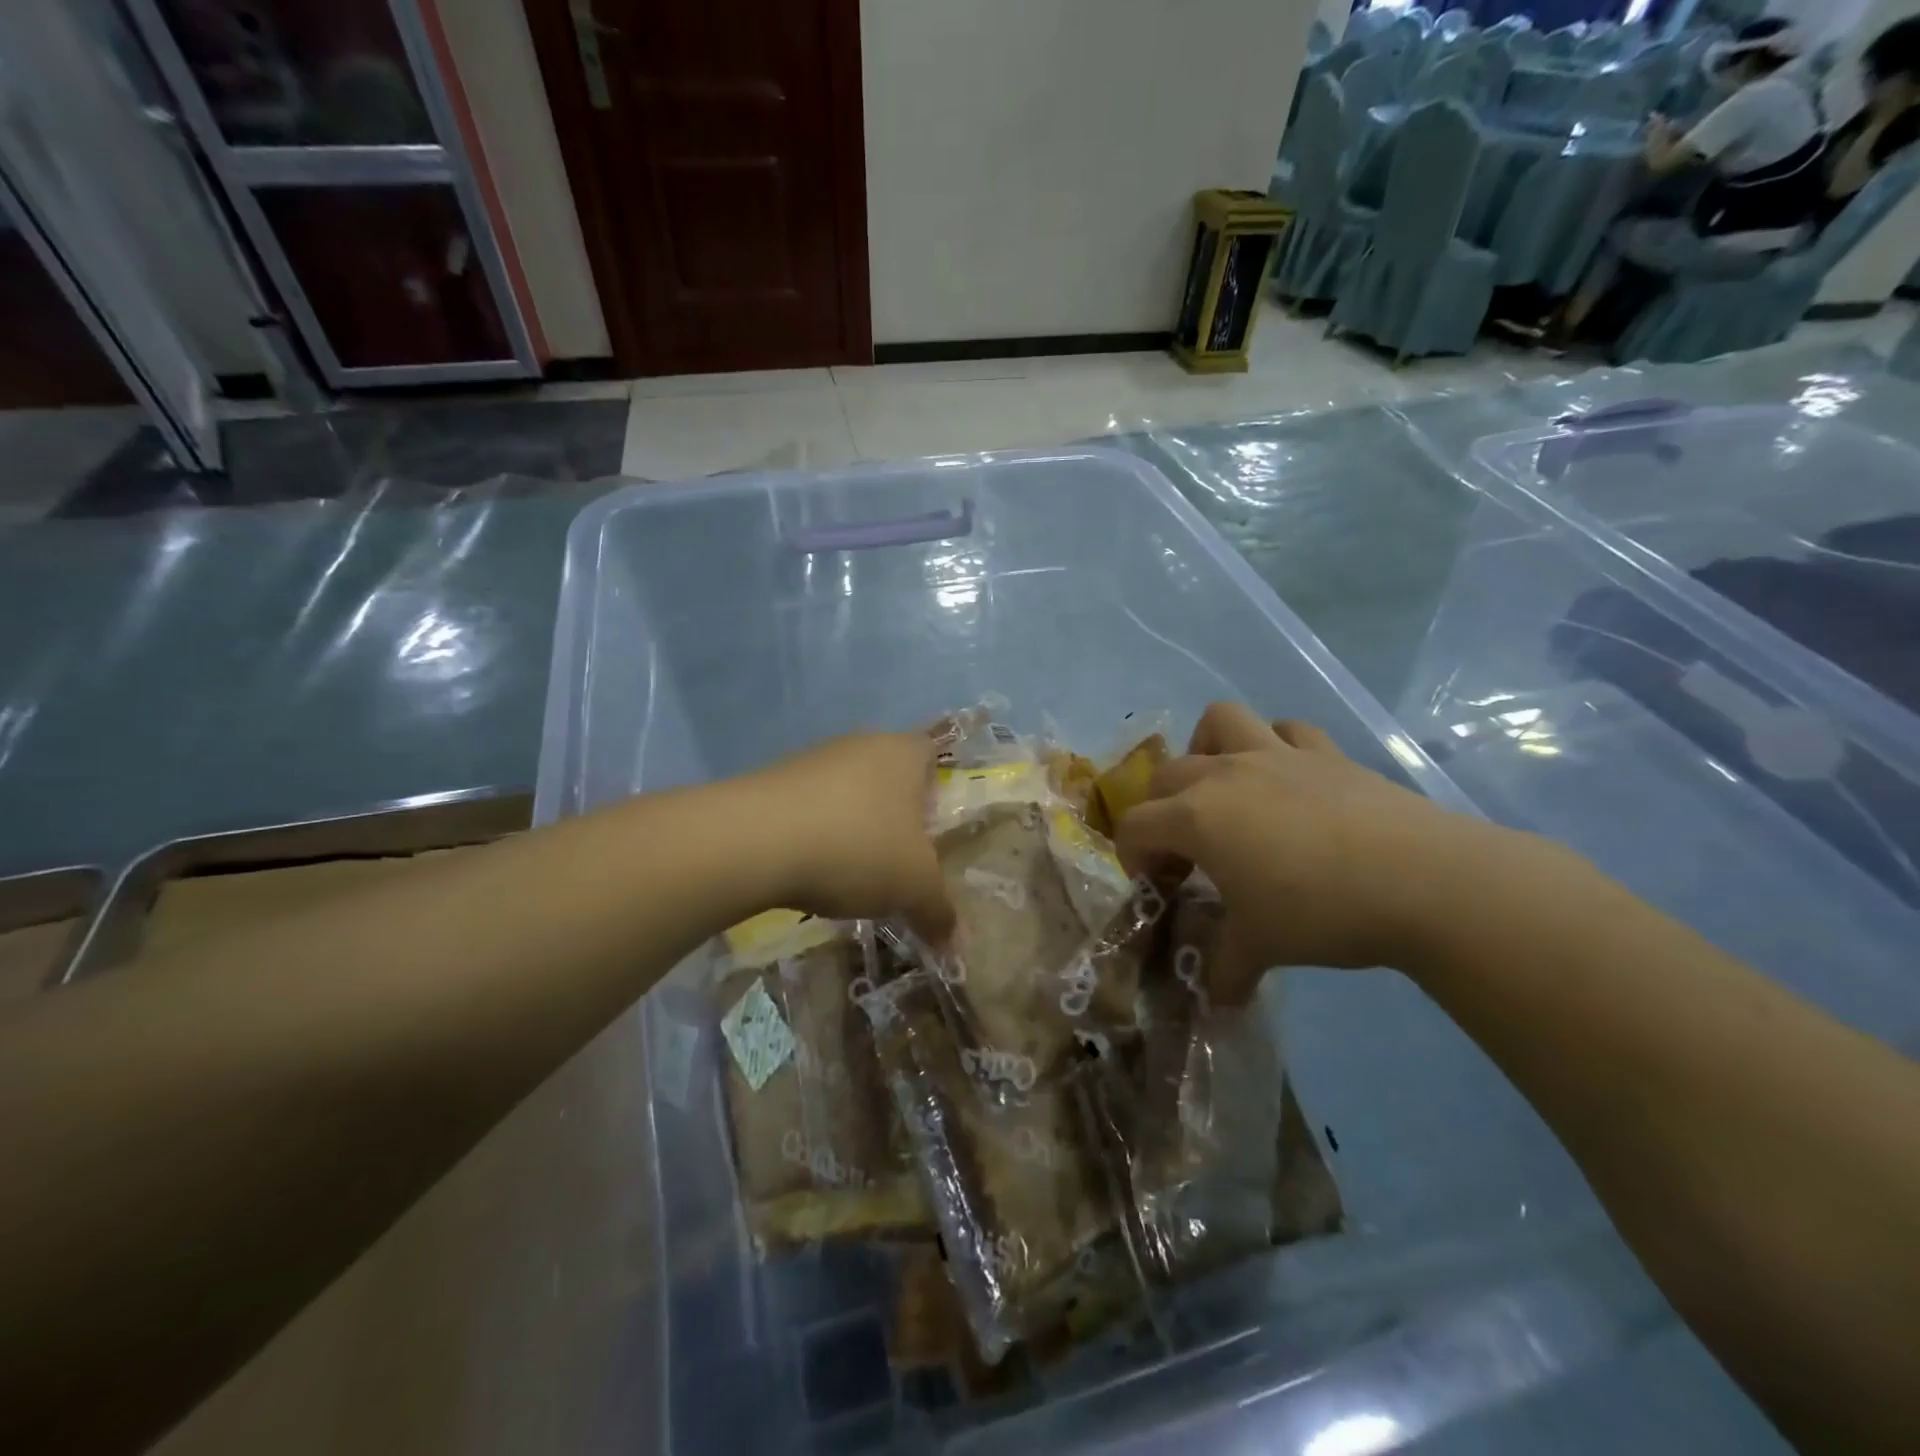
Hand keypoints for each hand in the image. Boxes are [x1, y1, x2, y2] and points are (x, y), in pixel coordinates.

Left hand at [748, 731, 953, 944]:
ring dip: (851, 825)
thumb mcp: (914, 888)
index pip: (933, 752)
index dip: (937, 786)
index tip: (933, 826)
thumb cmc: (858, 848)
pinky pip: (808, 807)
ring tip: (852, 872)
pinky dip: (815, 833)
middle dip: (894, 814)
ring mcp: (813, 759)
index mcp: (904, 752)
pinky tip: (810, 869)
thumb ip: (939, 911)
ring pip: (846, 791)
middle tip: (898, 858)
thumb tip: (955, 942)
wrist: (755, 841)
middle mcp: (861, 743)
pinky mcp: (772, 781)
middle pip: (888, 774)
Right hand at [1114, 703, 1498, 1002]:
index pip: (1135, 826)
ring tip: (1222, 787)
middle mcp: (1225, 774)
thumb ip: (1224, 969)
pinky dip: (1275, 746)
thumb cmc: (1320, 911)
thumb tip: (1215, 999)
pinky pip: (1287, 730)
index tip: (1156, 887)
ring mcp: (1277, 754)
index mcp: (1196, 817)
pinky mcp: (1326, 753)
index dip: (1133, 857)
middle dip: (1161, 810)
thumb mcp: (1260, 947)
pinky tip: (1286, 779)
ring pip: (1221, 721)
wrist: (1422, 881)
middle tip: (1188, 851)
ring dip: (1207, 747)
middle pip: (1166, 775)